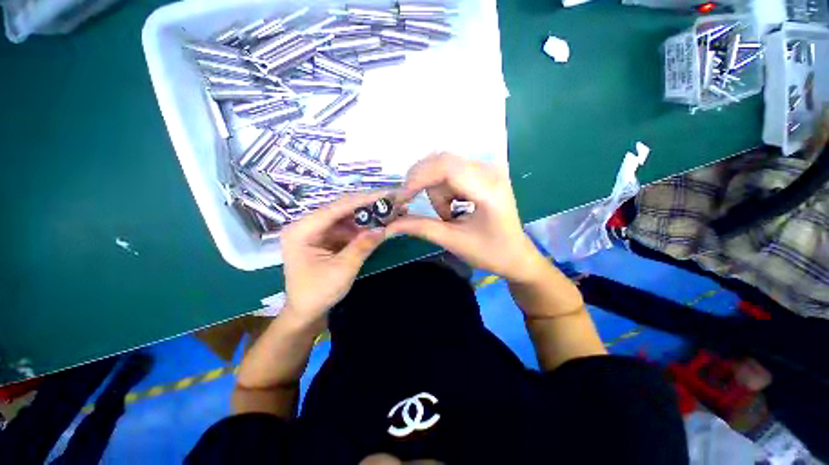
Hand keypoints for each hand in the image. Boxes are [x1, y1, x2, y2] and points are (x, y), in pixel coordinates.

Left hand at [281, 190, 388, 325]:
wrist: (306, 312)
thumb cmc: (318, 293)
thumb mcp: (342, 269)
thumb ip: (362, 246)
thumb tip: (383, 228)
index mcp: (301, 230)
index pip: (336, 208)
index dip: (363, 200)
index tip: (386, 193)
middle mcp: (307, 225)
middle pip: (341, 209)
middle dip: (368, 205)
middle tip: (392, 200)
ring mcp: (317, 231)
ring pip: (346, 217)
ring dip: (368, 215)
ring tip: (389, 210)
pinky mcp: (326, 237)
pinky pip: (347, 227)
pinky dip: (363, 227)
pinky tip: (379, 223)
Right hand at [387, 152, 546, 282]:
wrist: (517, 255)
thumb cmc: (490, 252)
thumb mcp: (453, 241)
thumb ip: (420, 228)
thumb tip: (389, 225)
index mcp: (488, 189)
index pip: (446, 168)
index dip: (417, 179)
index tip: (400, 199)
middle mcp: (490, 171)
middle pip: (442, 162)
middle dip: (423, 185)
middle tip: (414, 207)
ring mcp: (488, 170)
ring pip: (443, 167)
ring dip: (436, 192)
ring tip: (448, 216)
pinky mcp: (483, 174)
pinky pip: (451, 172)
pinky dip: (443, 190)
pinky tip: (453, 206)